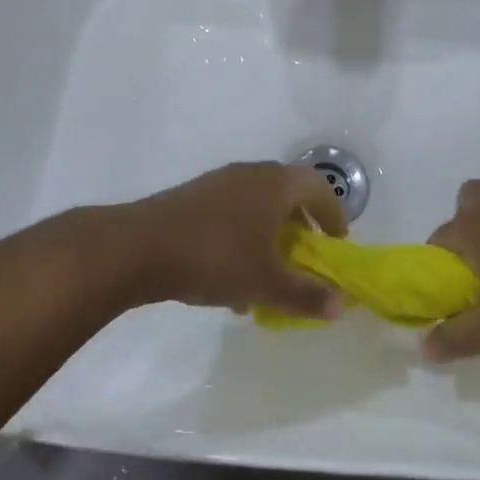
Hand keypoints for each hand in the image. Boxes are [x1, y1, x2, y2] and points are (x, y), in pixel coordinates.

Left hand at [126, 162, 349, 319]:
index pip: (320, 188)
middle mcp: (250, 174)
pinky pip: (230, 216)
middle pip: (288, 195)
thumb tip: (340, 305)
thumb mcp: (266, 283)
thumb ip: (306, 295)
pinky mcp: (192, 198)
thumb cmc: (215, 258)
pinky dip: (242, 241)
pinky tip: (230, 283)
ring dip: (269, 239)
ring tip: (267, 279)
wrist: (138, 247)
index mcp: (275, 184)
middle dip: (301, 229)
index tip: (337, 244)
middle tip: (305, 258)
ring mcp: (218, 183)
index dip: (334, 215)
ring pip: (256, 208)